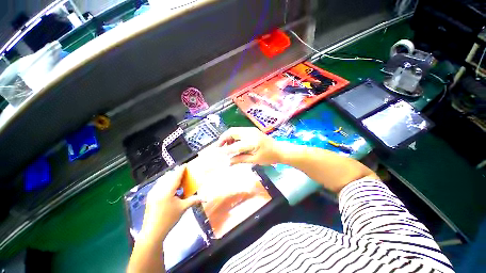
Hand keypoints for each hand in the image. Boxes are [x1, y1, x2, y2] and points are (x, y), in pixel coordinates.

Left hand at [140, 164, 200, 240]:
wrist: (152, 232)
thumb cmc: (169, 219)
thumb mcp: (183, 208)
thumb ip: (194, 200)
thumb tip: (206, 198)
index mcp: (167, 190)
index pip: (176, 175)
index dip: (182, 168)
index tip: (187, 164)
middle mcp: (158, 188)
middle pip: (169, 175)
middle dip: (177, 173)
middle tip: (185, 175)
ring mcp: (153, 191)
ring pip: (163, 179)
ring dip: (171, 177)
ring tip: (179, 181)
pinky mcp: (150, 195)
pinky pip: (160, 184)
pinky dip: (167, 182)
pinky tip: (172, 189)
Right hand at [216, 127, 281, 165]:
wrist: (279, 149)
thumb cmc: (269, 157)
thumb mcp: (254, 160)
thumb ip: (240, 159)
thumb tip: (228, 162)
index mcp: (252, 142)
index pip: (234, 145)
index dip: (224, 150)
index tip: (217, 154)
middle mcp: (250, 132)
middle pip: (231, 132)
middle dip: (223, 139)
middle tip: (218, 147)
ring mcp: (251, 129)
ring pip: (234, 130)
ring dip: (228, 137)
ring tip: (225, 147)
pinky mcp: (252, 129)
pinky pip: (239, 131)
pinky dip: (233, 136)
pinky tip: (233, 143)